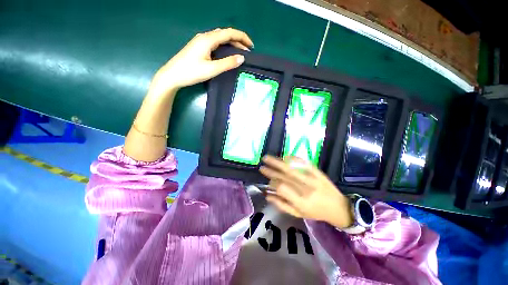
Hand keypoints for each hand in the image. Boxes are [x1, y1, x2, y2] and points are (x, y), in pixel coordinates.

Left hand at [149, 27, 253, 96]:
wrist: (172, 75)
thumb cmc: (192, 72)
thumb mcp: (212, 69)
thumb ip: (227, 63)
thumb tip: (242, 58)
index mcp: (208, 39)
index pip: (229, 33)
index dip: (242, 37)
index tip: (251, 46)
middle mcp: (205, 36)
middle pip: (225, 34)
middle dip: (238, 40)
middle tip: (247, 51)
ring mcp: (200, 41)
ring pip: (220, 37)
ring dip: (231, 43)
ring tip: (240, 52)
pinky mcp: (198, 47)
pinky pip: (215, 42)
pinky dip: (224, 46)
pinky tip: (227, 53)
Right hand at [259, 155, 353, 228]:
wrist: (339, 207)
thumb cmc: (316, 212)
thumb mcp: (298, 214)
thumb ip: (282, 204)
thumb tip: (267, 195)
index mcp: (301, 202)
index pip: (282, 188)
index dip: (272, 183)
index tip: (267, 181)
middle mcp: (306, 189)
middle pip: (285, 175)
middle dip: (271, 168)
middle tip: (262, 164)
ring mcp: (313, 178)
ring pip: (292, 168)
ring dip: (279, 162)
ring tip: (269, 158)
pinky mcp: (318, 172)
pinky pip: (304, 163)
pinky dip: (293, 159)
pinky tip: (285, 156)